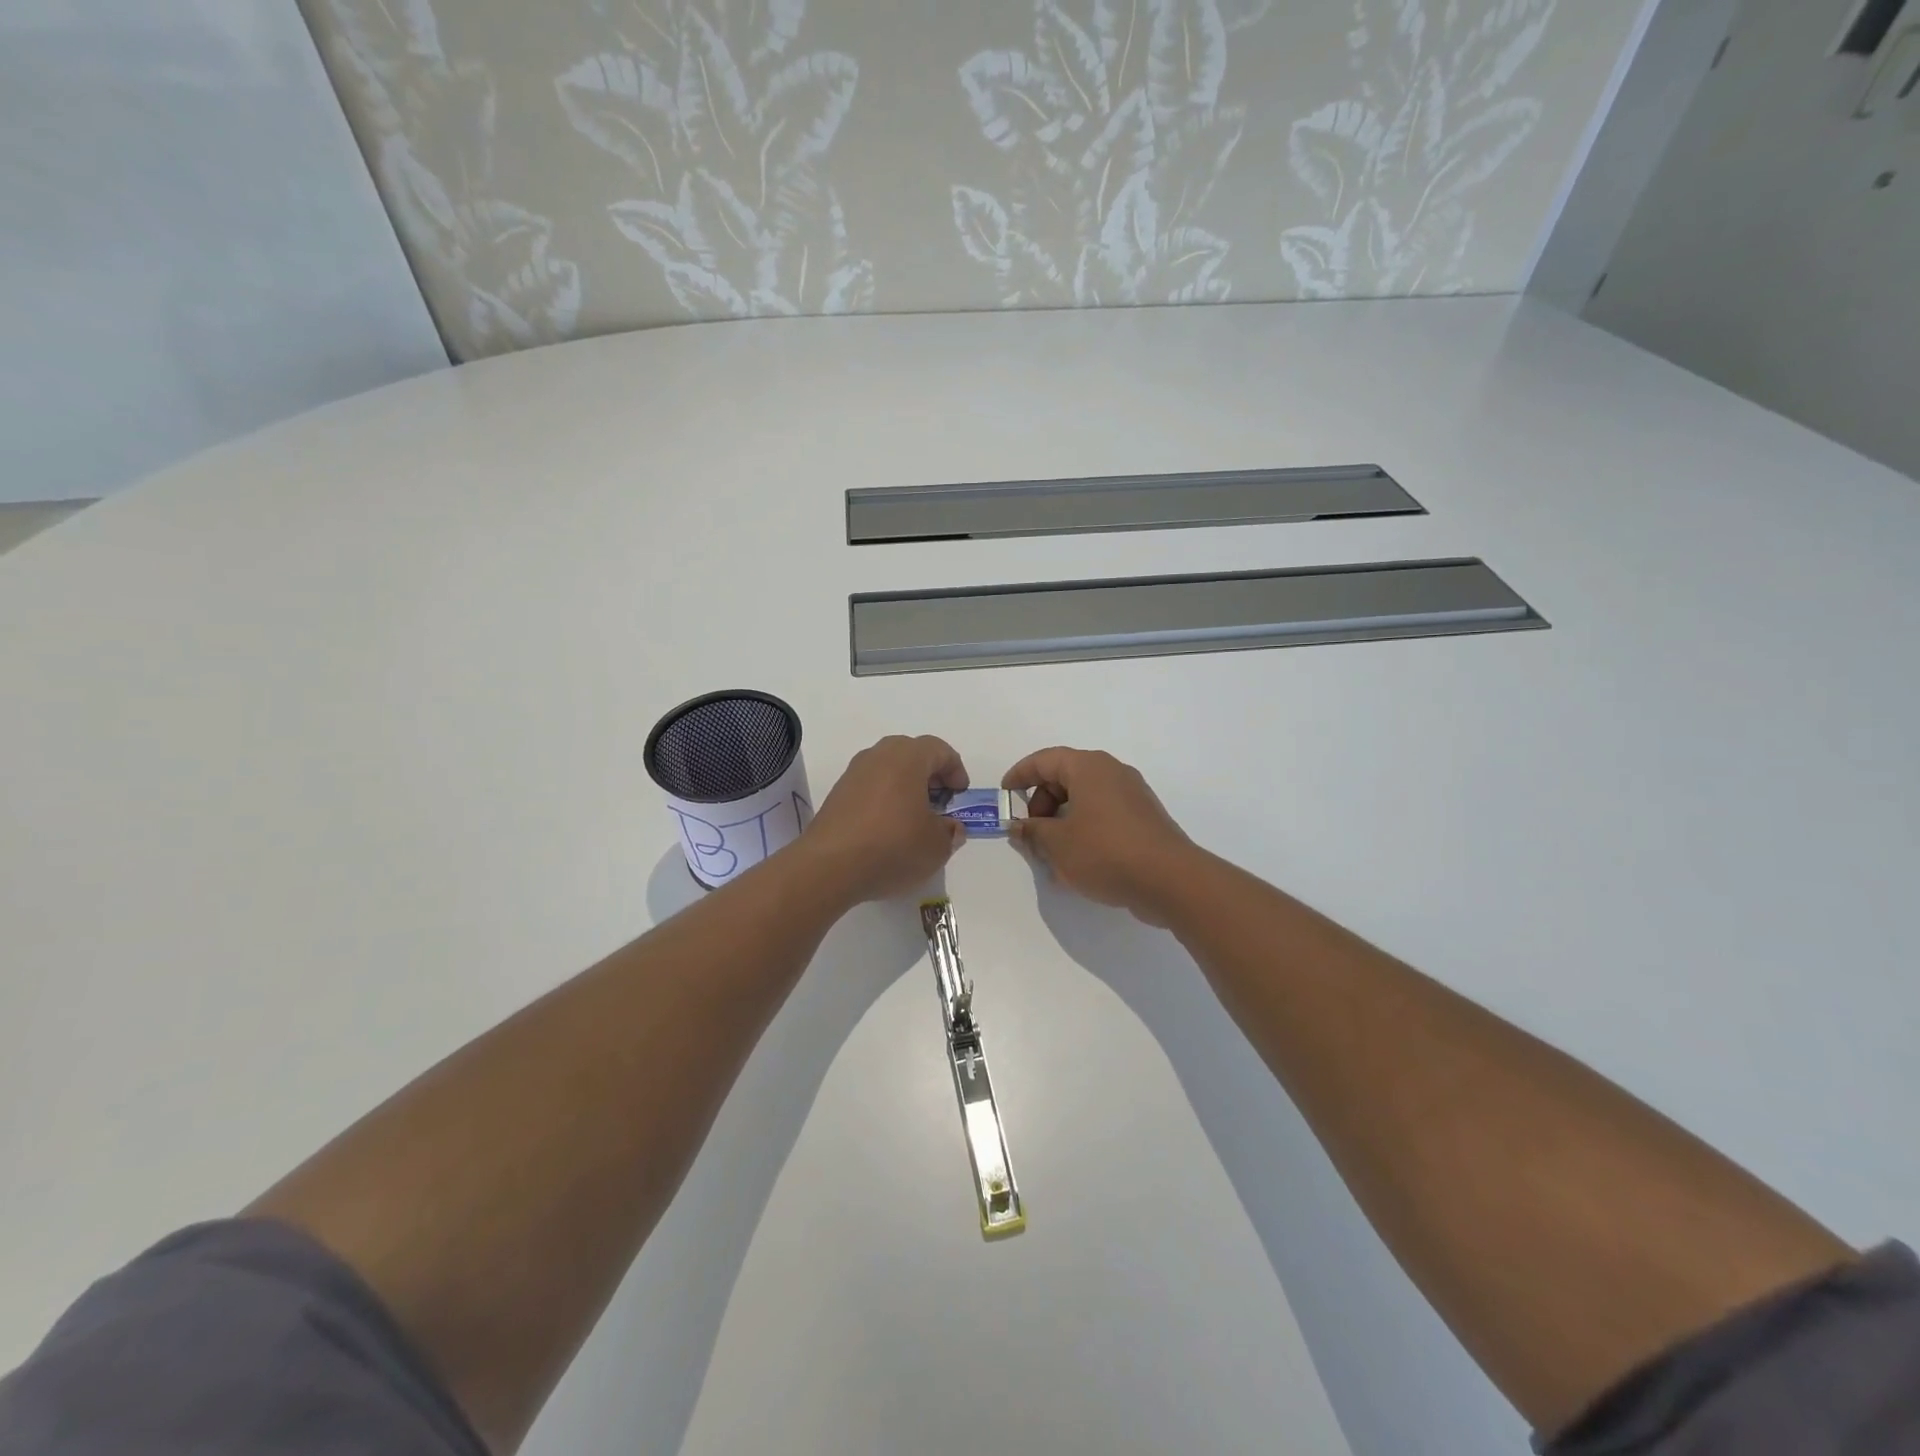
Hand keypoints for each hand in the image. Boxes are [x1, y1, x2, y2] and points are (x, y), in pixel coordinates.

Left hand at [803, 735, 968, 902]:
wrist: (829, 866)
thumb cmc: (893, 846)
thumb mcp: (936, 846)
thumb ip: (950, 832)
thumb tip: (949, 827)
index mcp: (908, 757)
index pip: (939, 750)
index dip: (955, 770)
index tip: (960, 796)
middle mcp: (879, 755)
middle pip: (911, 754)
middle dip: (929, 775)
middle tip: (939, 802)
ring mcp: (853, 773)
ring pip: (888, 769)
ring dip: (905, 787)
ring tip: (914, 818)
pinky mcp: (837, 794)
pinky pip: (870, 787)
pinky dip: (884, 799)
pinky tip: (888, 828)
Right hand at [1002, 747, 1198, 925]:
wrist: (1170, 880)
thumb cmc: (1105, 852)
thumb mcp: (1057, 844)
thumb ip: (1032, 832)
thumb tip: (1019, 826)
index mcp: (1088, 767)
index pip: (1044, 760)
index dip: (1019, 775)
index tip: (1004, 795)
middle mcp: (1112, 772)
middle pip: (1065, 778)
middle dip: (1041, 803)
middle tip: (1030, 833)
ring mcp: (1131, 795)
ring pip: (1084, 799)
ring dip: (1061, 820)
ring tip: (1051, 854)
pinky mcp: (1143, 818)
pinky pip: (1103, 814)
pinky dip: (1084, 829)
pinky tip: (1078, 861)